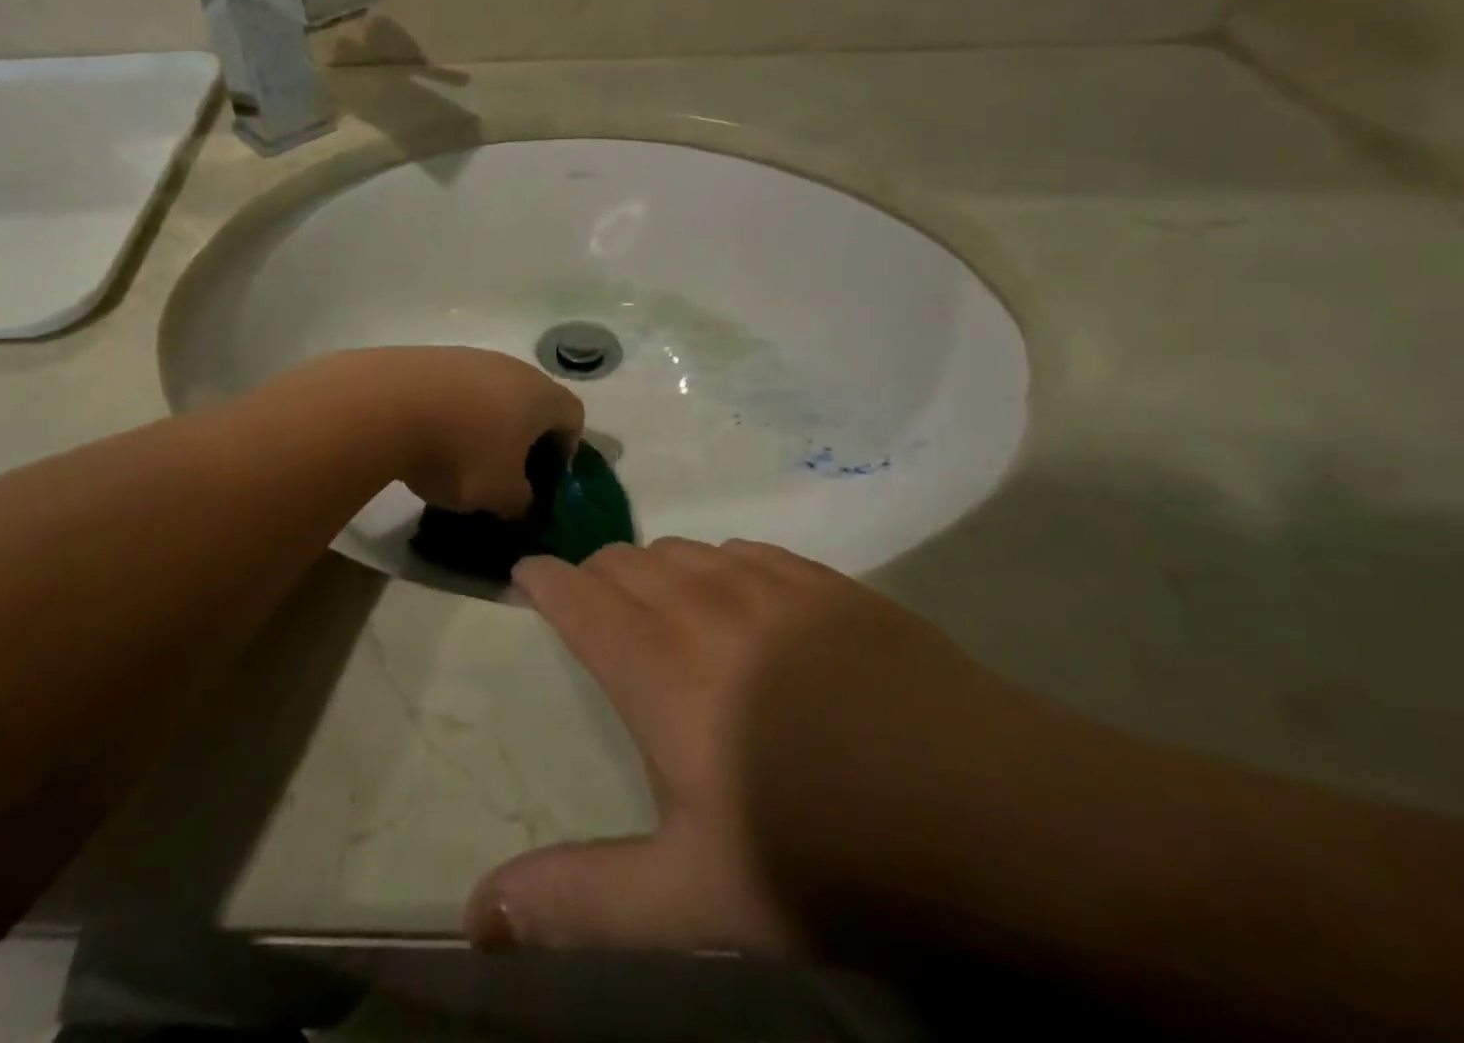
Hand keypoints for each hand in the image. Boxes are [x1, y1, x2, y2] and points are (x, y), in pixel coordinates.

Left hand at [350, 347, 584, 518]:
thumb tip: (522, 501)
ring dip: (486, 422)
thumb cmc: (461, 452)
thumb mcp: (500, 495)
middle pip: (533, 401)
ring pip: (492, 393)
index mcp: (541, 396)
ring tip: (461, 456)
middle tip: (507, 471)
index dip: (567, 449)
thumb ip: (522, 502)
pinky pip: (456, 388)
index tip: (545, 477)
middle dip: (525, 437)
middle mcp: (512, 367)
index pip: (574, 416)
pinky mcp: (431, 357)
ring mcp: (469, 357)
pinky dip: (453, 411)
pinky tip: (430, 437)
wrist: (386, 405)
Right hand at [466, 538, 1078, 959]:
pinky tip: (739, 599)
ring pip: (681, 548)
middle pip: (623, 560)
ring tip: (660, 606)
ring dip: (654, 569)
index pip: (577, 594)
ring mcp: (767, 582)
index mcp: (656, 664)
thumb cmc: (823, 851)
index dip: (543, 580)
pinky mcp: (824, 580)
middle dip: (595, 576)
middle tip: (594, 612)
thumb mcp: (694, 894)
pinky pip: (744, 549)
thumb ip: (580, 898)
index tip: (526, 576)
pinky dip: (717, 565)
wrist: (986, 807)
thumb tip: (477, 915)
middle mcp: (700, 602)